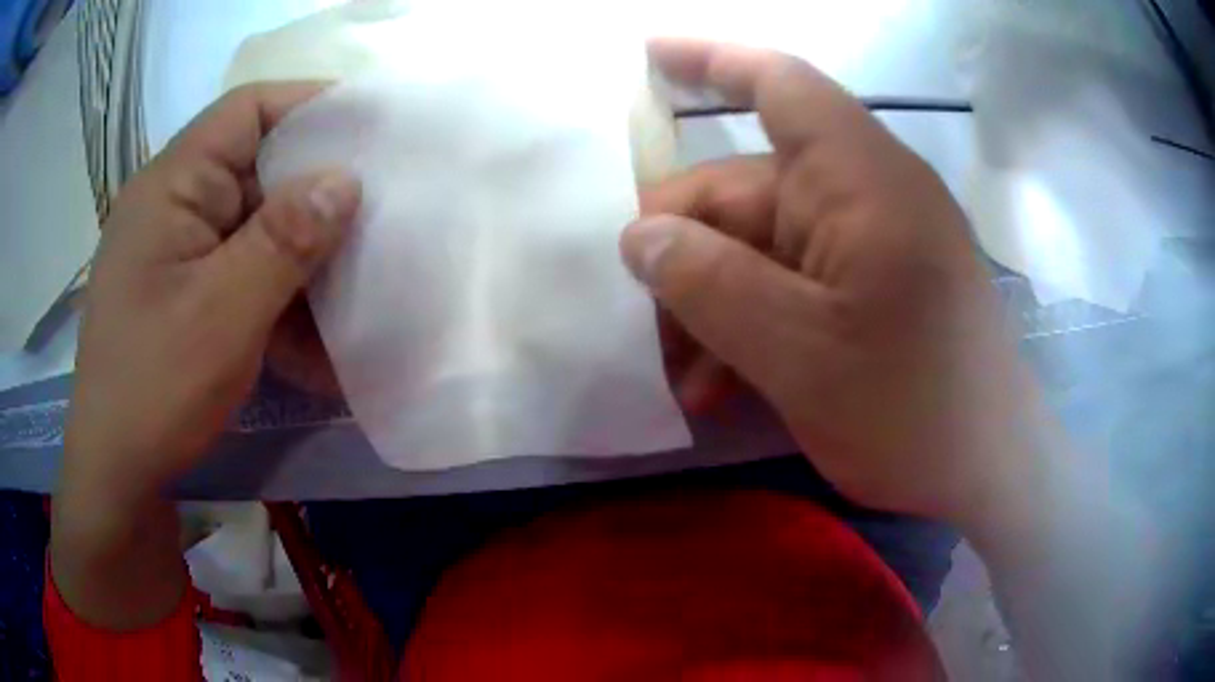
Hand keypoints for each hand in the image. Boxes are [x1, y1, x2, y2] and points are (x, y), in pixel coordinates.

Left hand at [59, 82, 359, 512]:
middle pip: (255, 168)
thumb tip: (346, 178)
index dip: (310, 105)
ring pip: (253, 227)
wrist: (118, 476)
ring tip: (354, 285)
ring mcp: (177, 252)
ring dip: (300, 257)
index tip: (371, 128)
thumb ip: (284, 239)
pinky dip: (277, 298)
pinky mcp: (183, 293)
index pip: (247, 110)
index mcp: (171, 186)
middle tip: (376, 212)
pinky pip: (240, 274)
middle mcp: (173, 205)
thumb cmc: (155, 389)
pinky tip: (312, 340)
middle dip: (313, 190)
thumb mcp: (223, 314)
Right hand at [627, 40, 1048, 527]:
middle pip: (748, 189)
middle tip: (633, 315)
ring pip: (765, 247)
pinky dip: (754, 325)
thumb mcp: (800, 355)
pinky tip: (722, 384)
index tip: (645, 56)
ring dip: (714, 303)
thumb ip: (711, 285)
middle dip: (685, 250)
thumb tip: (638, 236)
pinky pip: (797, 283)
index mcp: (860, 179)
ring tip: (677, 374)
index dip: (708, 59)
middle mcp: (866, 193)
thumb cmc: (914, 412)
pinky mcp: (878, 286)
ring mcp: (874, 242)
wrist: (992, 471)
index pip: (778, 84)